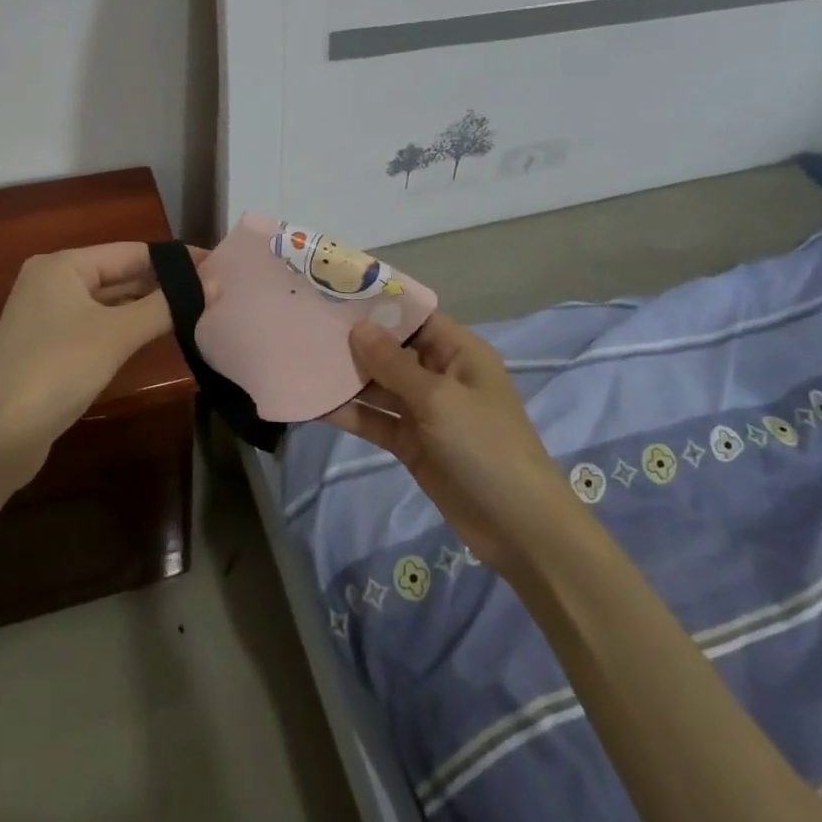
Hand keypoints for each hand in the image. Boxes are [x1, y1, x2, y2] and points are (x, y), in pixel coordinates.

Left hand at [0, 243, 203, 488]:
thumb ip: (166, 306)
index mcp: (62, 265)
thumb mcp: (115, 334)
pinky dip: (127, 328)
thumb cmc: (55, 370)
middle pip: (120, 274)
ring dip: (148, 307)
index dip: (175, 259)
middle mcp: (53, 282)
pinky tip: (157, 335)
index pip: (131, 251)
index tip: (218, 267)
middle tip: (213, 290)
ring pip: (110, 302)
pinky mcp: (50, 348)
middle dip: (164, 283)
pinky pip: (99, 326)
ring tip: (197, 310)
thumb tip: (215, 282)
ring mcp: (49, 316)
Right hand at [325, 314, 576, 573]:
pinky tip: (316, 403)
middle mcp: (440, 374)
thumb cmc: (485, 447)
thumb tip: (358, 328)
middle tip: (305, 325)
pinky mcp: (412, 443)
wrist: (518, 528)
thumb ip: (395, 364)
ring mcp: (424, 410)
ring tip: (302, 359)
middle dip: (354, 340)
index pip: (414, 316)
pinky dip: (351, 413)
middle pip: (392, 349)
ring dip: (347, 377)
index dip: (377, 304)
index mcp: (459, 352)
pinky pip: (376, 420)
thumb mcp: (439, 399)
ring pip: (379, 385)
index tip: (334, 293)